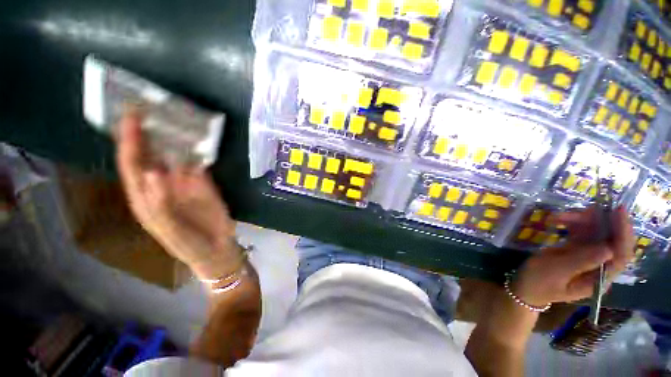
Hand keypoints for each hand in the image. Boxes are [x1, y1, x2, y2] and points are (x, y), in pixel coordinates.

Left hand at [116, 111, 237, 279]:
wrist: (216, 248)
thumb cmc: (189, 244)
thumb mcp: (171, 230)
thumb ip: (161, 205)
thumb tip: (154, 172)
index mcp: (146, 196)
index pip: (132, 164)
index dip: (129, 140)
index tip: (131, 116)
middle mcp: (161, 184)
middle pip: (150, 154)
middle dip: (147, 131)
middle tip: (152, 107)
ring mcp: (183, 182)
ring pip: (175, 155)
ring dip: (174, 136)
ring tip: (176, 115)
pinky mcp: (203, 182)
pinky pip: (198, 162)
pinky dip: (197, 149)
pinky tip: (200, 137)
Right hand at [513, 206, 634, 306]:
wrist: (524, 286)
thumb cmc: (538, 282)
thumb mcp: (556, 272)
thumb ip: (580, 262)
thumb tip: (608, 249)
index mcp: (599, 278)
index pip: (621, 256)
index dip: (623, 233)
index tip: (618, 211)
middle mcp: (600, 267)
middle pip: (611, 240)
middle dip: (601, 222)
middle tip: (585, 209)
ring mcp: (589, 257)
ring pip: (596, 233)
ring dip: (582, 221)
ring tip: (560, 216)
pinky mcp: (578, 250)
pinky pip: (582, 232)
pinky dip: (573, 223)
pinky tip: (558, 219)